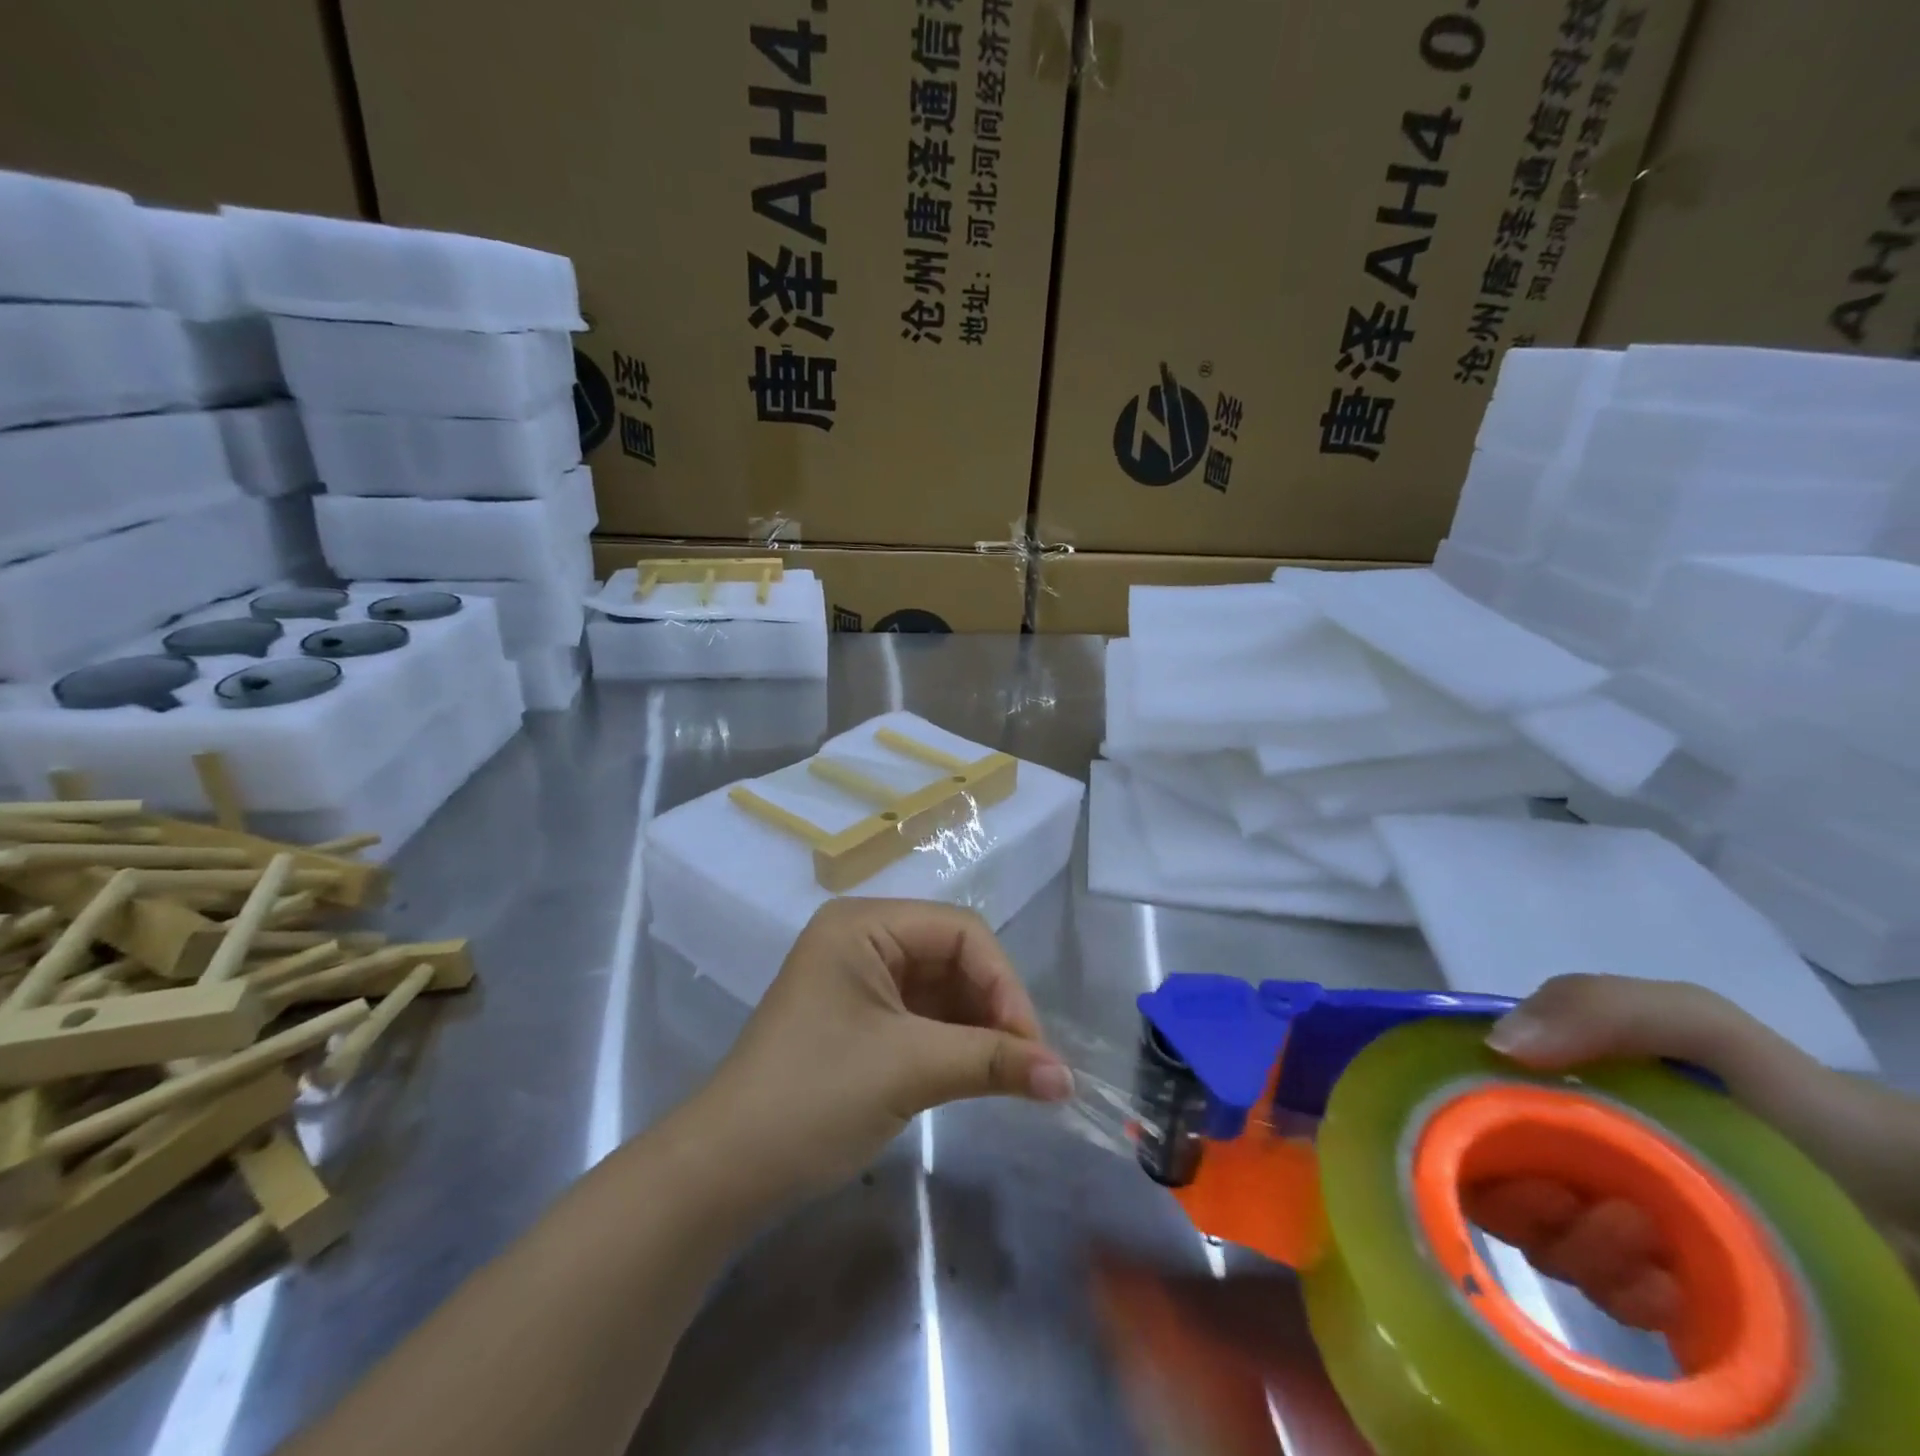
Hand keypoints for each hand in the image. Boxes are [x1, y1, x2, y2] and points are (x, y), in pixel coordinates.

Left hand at [694, 899, 1072, 1203]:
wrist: (724, 1173)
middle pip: (953, 956)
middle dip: (993, 1007)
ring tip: (1011, 1075)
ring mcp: (860, 981)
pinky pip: (924, 1017)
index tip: (1034, 1046)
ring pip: (943, 989)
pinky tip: (979, 1073)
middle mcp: (863, 939)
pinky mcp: (861, 1021)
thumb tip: (1068, 1077)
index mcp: (863, 924)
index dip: (1004, 982)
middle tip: (1027, 1066)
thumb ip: (992, 1061)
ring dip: (979, 1027)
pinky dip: (955, 1043)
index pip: (959, 931)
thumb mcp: (908, 1070)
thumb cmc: (813, 1098)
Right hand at [1466, 974, 1919, 1331]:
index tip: (1488, 1147)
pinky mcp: (1662, 1296)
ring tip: (1644, 1243)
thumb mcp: (1701, 1027)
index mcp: (1559, 1093)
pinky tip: (1665, 1289)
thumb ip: (1603, 1007)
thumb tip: (1498, 1047)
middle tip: (1569, 1203)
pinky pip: (1604, 1302)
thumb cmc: (1798, 1110)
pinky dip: (1619, 1295)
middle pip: (1491, 1178)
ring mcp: (1614, 1227)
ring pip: (1541, 1242)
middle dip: (1514, 1197)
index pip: (1468, 1103)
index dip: (1458, 1124)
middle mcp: (1571, 1153)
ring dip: (1573, 1246)